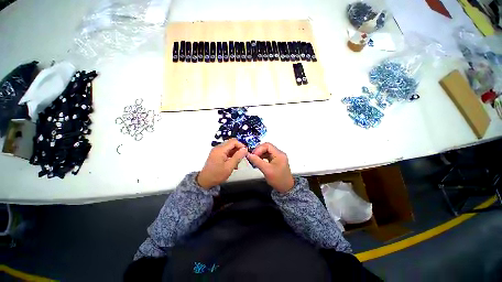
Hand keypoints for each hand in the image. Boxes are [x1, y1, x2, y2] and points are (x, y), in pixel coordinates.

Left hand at [197, 138, 247, 188]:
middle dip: (238, 149)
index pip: (233, 141)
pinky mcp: (216, 154)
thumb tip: (245, 149)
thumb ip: (238, 156)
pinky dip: (231, 155)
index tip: (245, 152)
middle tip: (242, 157)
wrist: (205, 181)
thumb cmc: (216, 175)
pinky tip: (233, 163)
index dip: (241, 145)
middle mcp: (218, 148)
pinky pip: (226, 151)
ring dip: (235, 153)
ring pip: (229, 148)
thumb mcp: (229, 166)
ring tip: (237, 162)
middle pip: (231, 143)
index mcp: (221, 150)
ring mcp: (217, 151)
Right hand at [246, 143, 294, 193]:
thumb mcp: (266, 170)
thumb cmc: (279, 180)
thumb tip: (249, 155)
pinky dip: (262, 157)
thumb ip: (257, 161)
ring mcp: (277, 157)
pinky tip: (258, 161)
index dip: (259, 149)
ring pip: (266, 151)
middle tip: (252, 156)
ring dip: (259, 154)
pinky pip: (267, 155)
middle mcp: (279, 154)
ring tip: (254, 159)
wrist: (286, 188)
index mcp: (279, 154)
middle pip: (266, 147)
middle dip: (258, 151)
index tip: (253, 155)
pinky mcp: (275, 160)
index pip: (267, 145)